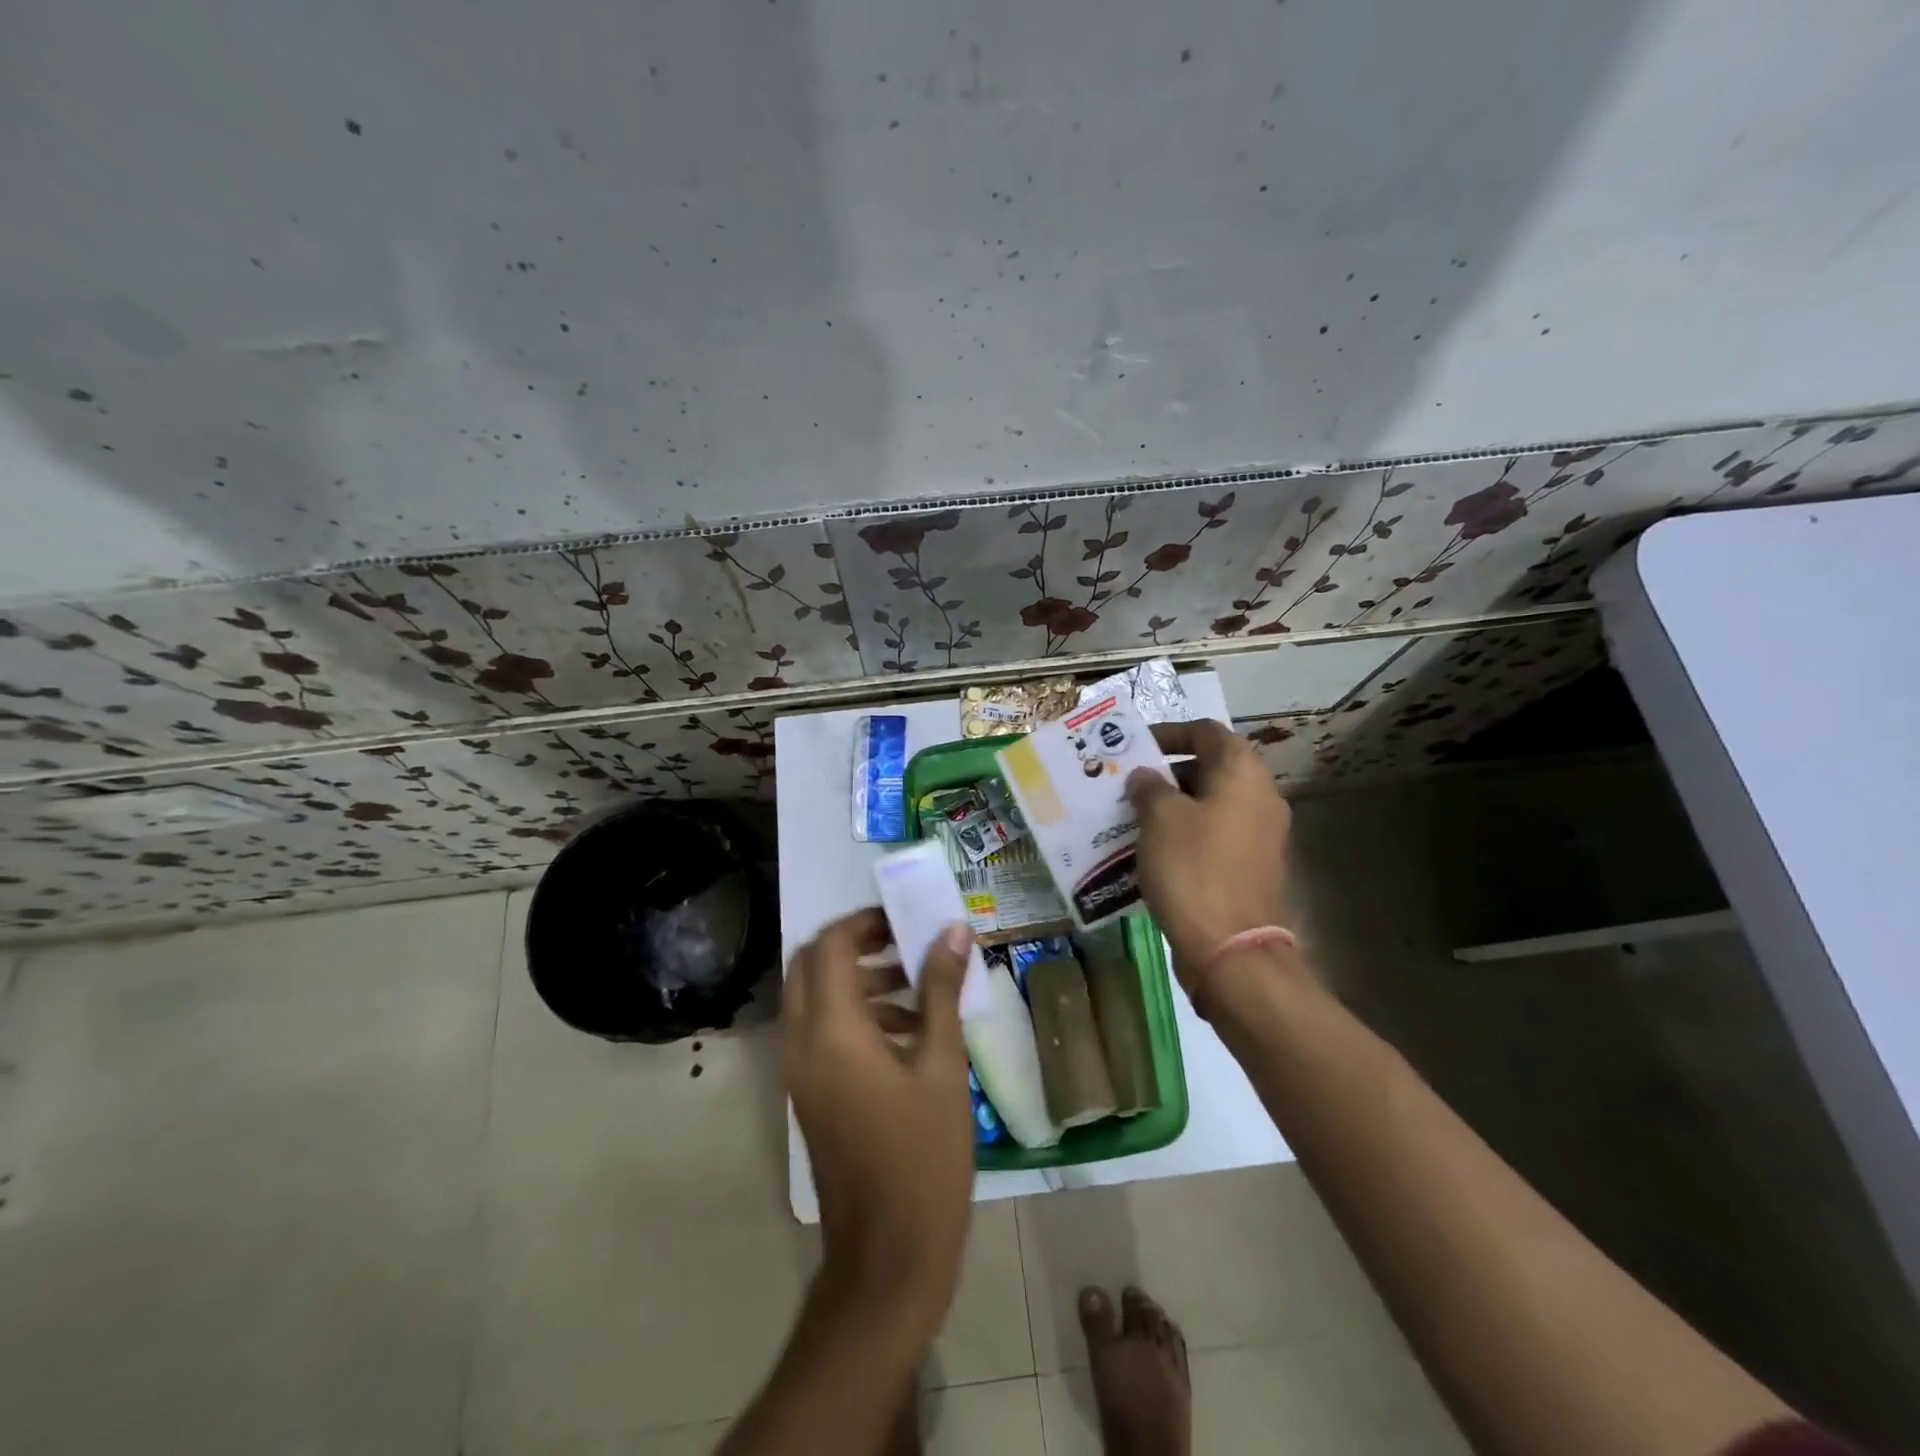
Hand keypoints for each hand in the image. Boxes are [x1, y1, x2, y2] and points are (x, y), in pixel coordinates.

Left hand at [784, 908, 975, 1331]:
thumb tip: (953, 930)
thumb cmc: (924, 1155)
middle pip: (811, 964)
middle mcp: (802, 1041)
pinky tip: (908, 1030)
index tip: (906, 919)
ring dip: (856, 978)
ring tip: (916, 982)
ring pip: (813, 996)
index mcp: (832, 1030)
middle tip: (905, 941)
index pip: (830, 945)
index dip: (864, 922)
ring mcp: (799, 1070)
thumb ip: (941, 991)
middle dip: (855, 944)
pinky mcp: (808, 1092)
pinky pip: (819, 1030)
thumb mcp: (942, 1065)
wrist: (888, 1253)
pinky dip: (852, 1012)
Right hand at [1126, 719, 1292, 985]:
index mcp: (1242, 773)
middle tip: (1129, 782)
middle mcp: (1260, 796)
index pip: (1206, 732)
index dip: (1170, 733)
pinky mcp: (1252, 866)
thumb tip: (1146, 776)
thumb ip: (1149, 786)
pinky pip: (1215, 834)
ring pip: (1211, 803)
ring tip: (1133, 814)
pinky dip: (1186, 832)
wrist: (1230, 946)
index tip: (1136, 746)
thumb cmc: (1193, 868)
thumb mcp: (1159, 818)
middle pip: (1211, 767)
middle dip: (1168, 771)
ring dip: (1174, 804)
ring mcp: (1260, 834)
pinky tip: (1153, 848)